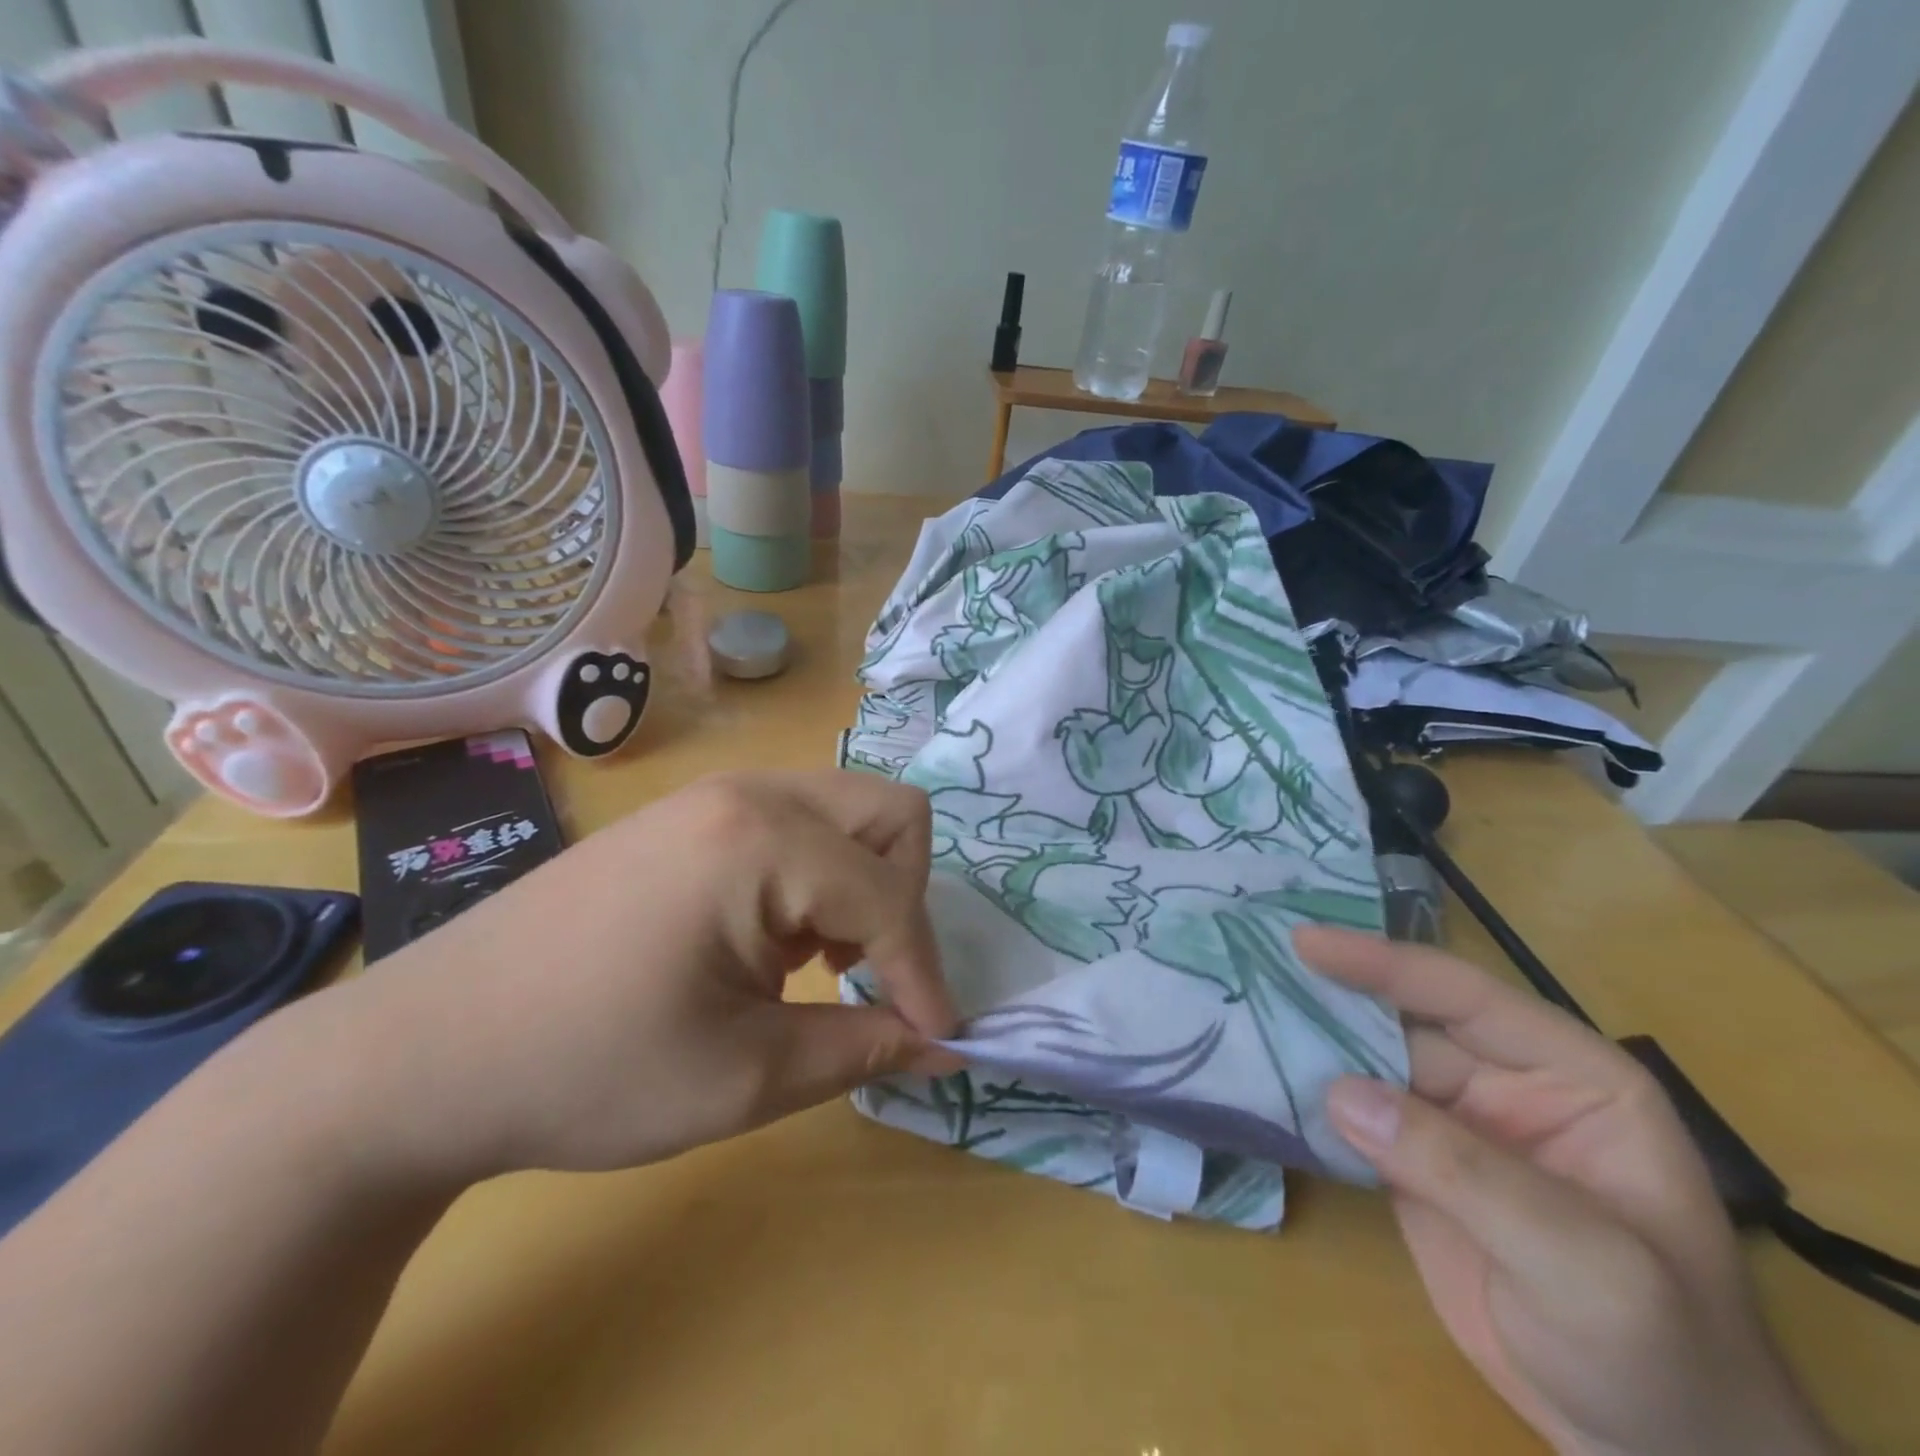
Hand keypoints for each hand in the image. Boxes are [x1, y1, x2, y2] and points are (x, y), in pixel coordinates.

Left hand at [329, 769, 960, 1184]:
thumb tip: (946, 1045)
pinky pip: (793, 821)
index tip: (937, 1040)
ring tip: (818, 960)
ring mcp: (711, 796)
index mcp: (764, 841)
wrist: (422, 1054)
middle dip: (904, 896)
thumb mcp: (745, 1078)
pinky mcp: (684, 816)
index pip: (891, 898)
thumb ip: (864, 1049)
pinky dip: (815, 873)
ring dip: (861, 881)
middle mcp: (748, 793)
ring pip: (844, 809)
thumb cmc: (589, 1069)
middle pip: (890, 812)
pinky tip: (770, 939)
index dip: (925, 975)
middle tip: (868, 972)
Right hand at [1295, 926, 1836, 1455]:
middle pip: (1402, 1021)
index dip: (1383, 964)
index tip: (1304, 941)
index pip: (1464, 997)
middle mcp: (1505, 1083)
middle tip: (1250, 960)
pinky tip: (1259, 1071)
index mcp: (1570, 1076)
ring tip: (1238, 1003)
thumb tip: (1337, 1090)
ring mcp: (1455, 1126)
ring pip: (1368, 1062)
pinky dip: (1307, 1094)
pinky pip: (1353, 1114)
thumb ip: (1463, 1170)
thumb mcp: (1583, 1265)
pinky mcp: (1414, 1165)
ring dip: (1308, 1038)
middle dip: (1330, 993)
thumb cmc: (1659, 1354)